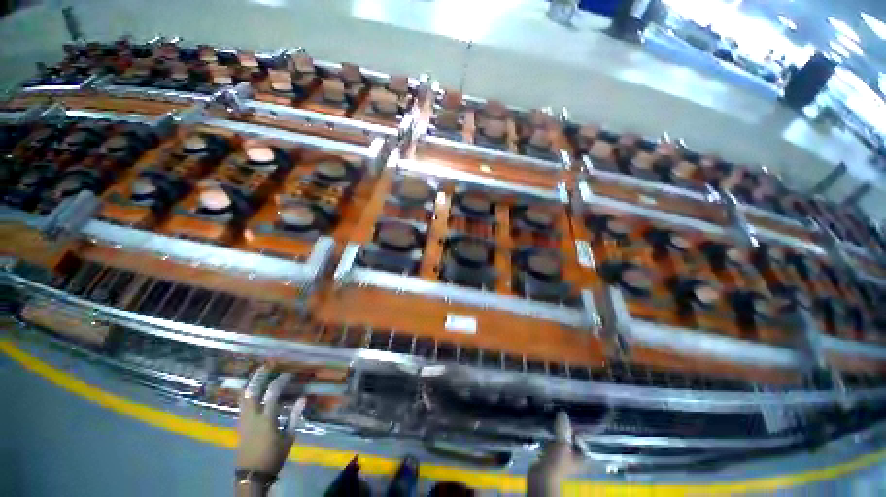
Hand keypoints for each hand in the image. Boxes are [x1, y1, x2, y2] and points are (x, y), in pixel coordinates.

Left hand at [236, 366, 306, 475]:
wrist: (252, 474)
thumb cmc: (273, 456)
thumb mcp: (288, 438)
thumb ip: (295, 416)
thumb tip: (303, 398)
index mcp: (266, 419)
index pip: (273, 393)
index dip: (280, 380)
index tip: (288, 373)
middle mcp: (252, 416)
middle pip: (251, 391)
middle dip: (258, 376)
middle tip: (267, 365)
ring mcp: (243, 420)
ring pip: (243, 396)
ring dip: (251, 383)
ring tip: (258, 373)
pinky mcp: (239, 424)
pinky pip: (241, 403)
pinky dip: (246, 392)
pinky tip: (252, 389)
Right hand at [527, 412, 584, 496]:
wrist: (543, 475)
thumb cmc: (558, 461)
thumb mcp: (563, 443)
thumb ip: (563, 428)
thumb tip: (563, 413)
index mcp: (582, 458)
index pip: (583, 443)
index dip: (578, 433)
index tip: (570, 423)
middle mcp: (574, 459)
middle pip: (571, 442)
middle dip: (565, 432)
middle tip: (560, 421)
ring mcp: (562, 460)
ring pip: (561, 443)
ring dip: (557, 434)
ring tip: (552, 424)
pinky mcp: (552, 459)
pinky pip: (553, 445)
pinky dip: (550, 439)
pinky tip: (545, 433)